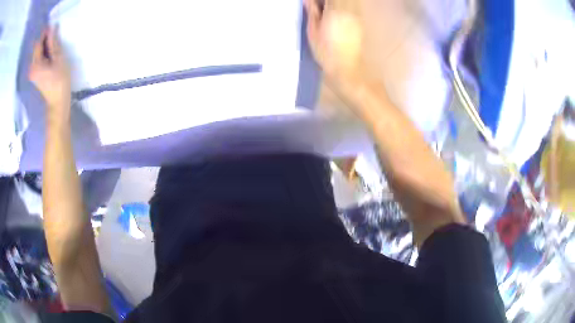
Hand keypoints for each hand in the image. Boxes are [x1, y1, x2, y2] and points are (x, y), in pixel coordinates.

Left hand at [29, 27, 70, 121]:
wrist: (58, 102)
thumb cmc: (60, 81)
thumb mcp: (58, 59)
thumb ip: (53, 43)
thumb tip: (52, 28)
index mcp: (36, 65)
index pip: (38, 43)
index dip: (45, 33)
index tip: (53, 26)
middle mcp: (32, 68)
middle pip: (36, 48)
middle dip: (44, 39)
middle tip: (54, 34)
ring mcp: (33, 72)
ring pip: (37, 52)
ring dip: (44, 45)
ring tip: (53, 43)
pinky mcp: (35, 74)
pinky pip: (38, 58)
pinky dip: (44, 51)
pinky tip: (50, 51)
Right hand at [304, 0, 367, 101]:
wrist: (347, 68)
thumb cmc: (326, 53)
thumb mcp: (313, 33)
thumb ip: (312, 13)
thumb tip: (307, 0)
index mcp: (334, 12)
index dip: (320, 0)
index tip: (315, 3)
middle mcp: (349, 11)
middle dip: (329, 1)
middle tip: (320, 6)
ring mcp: (357, 16)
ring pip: (352, 1)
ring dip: (339, 2)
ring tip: (328, 8)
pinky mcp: (360, 22)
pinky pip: (355, 6)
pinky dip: (347, 5)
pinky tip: (337, 11)